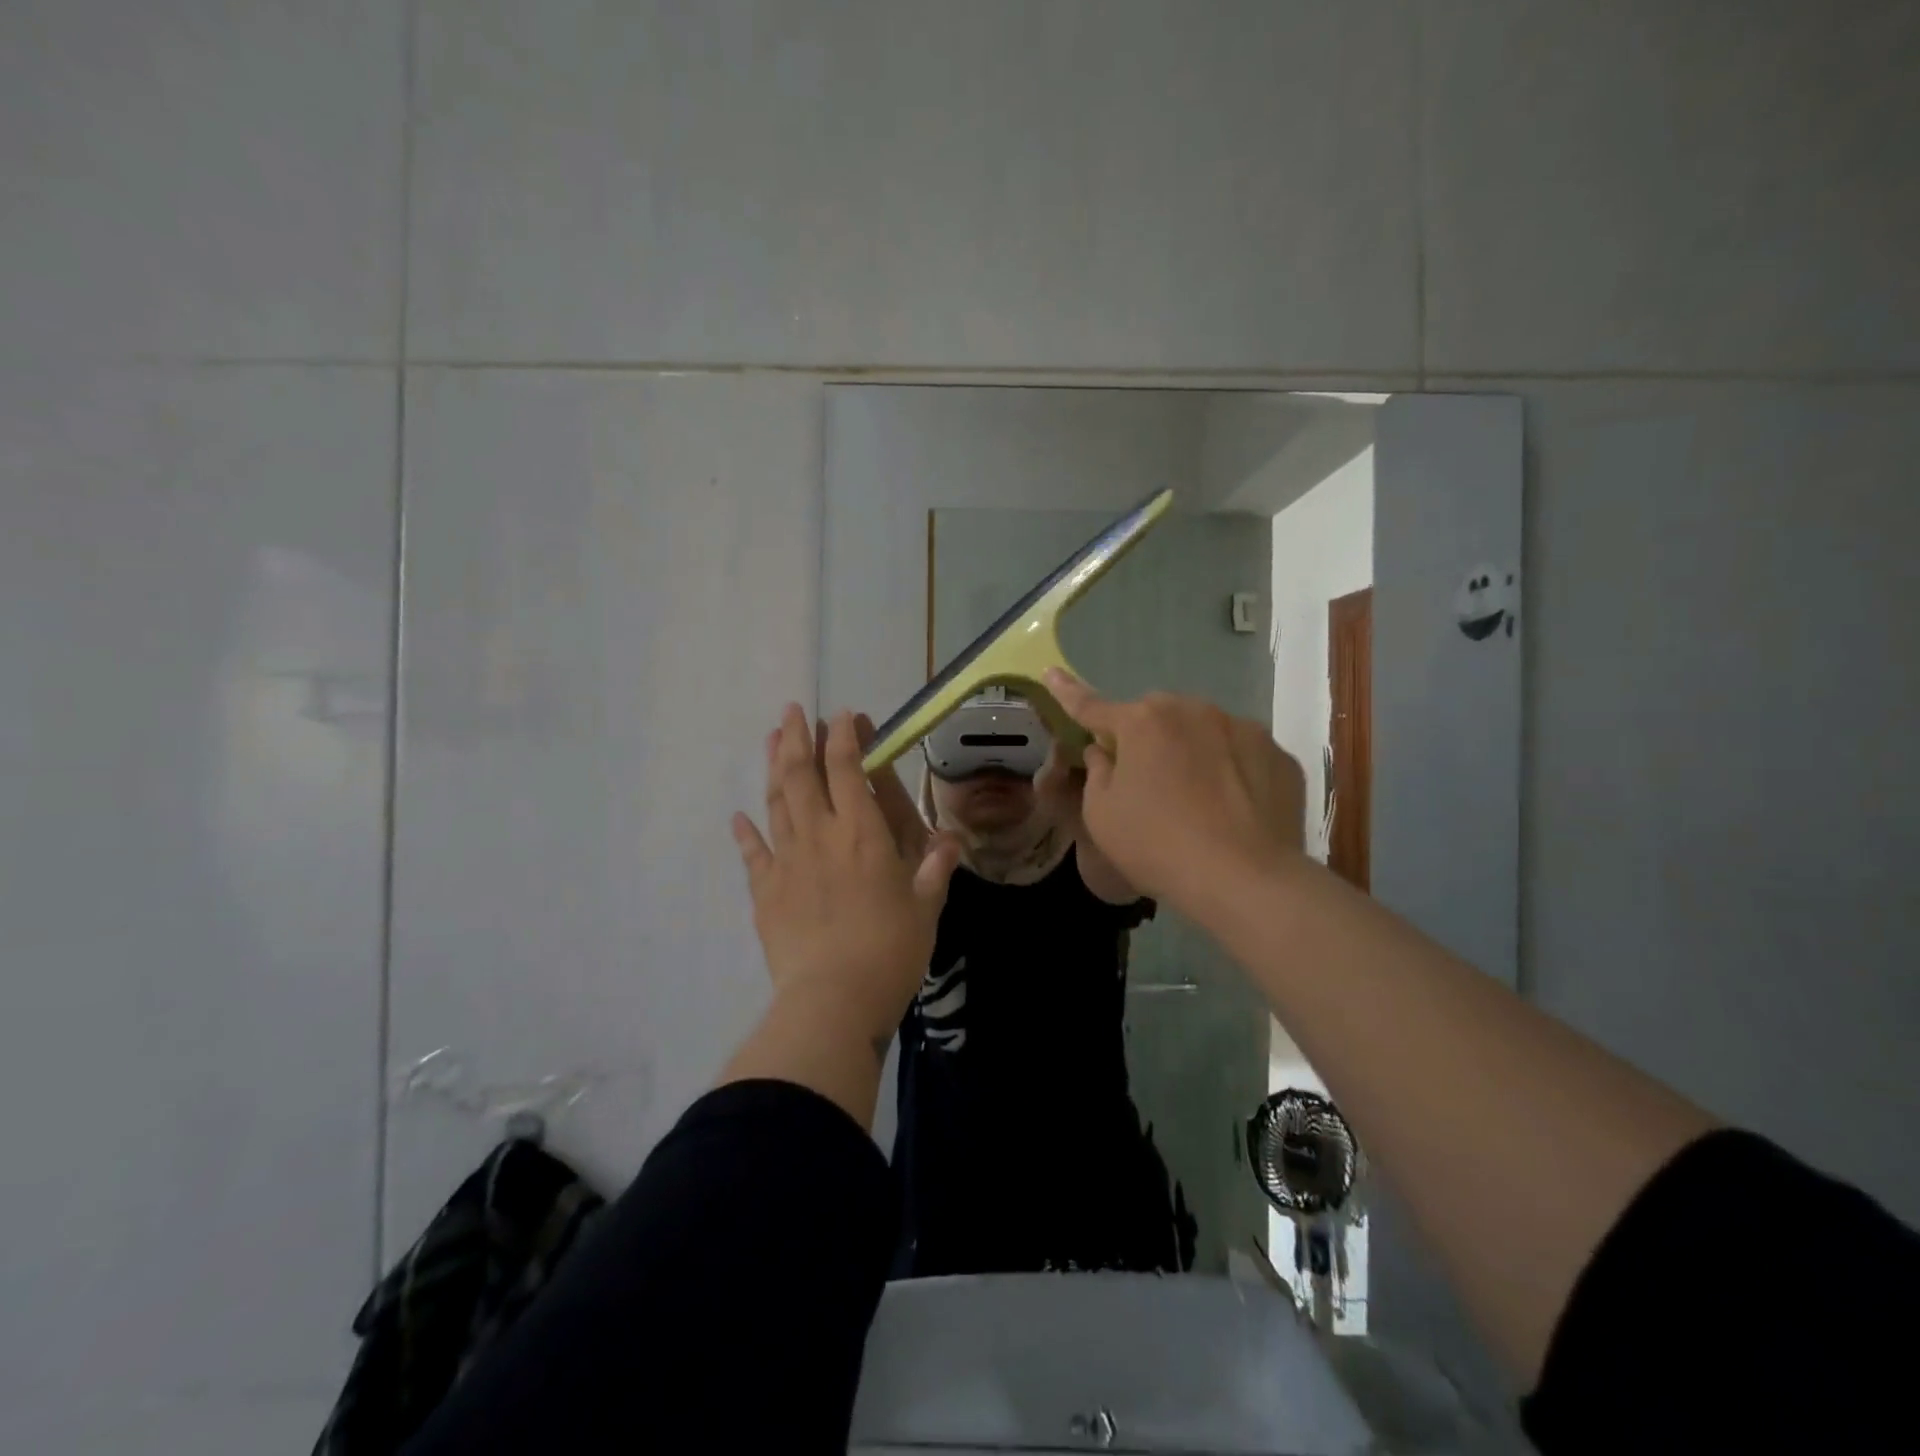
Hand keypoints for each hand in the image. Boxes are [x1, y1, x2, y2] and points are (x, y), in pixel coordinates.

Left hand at [732, 706, 960, 1048]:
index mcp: (861, 833)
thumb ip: (935, 869)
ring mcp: (787, 861)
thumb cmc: (890, 950)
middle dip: (798, 737)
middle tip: (792, 710)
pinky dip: (745, 832)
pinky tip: (739, 816)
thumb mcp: (926, 908)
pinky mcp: (764, 891)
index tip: (843, 714)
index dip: (844, 737)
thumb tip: (950, 842)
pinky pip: (753, 853)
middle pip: (803, 774)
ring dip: (774, 767)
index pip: (848, 769)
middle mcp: (820, 835)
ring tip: (772, 739)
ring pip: (777, 802)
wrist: (832, 1000)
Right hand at [1042, 669, 1305, 911]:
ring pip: (1204, 731)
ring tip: (1197, 800)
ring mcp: (1244, 729)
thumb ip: (1097, 772)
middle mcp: (1194, 711)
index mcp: (1143, 722)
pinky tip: (1233, 809)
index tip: (1050, 672)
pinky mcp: (1279, 756)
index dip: (1068, 693)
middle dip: (1146, 737)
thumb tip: (1105, 751)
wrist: (1245, 879)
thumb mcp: (1101, 814)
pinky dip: (1232, 772)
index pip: (1094, 706)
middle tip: (1145, 781)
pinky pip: (1242, 755)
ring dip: (1192, 751)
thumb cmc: (1157, 845)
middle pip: (1157, 717)